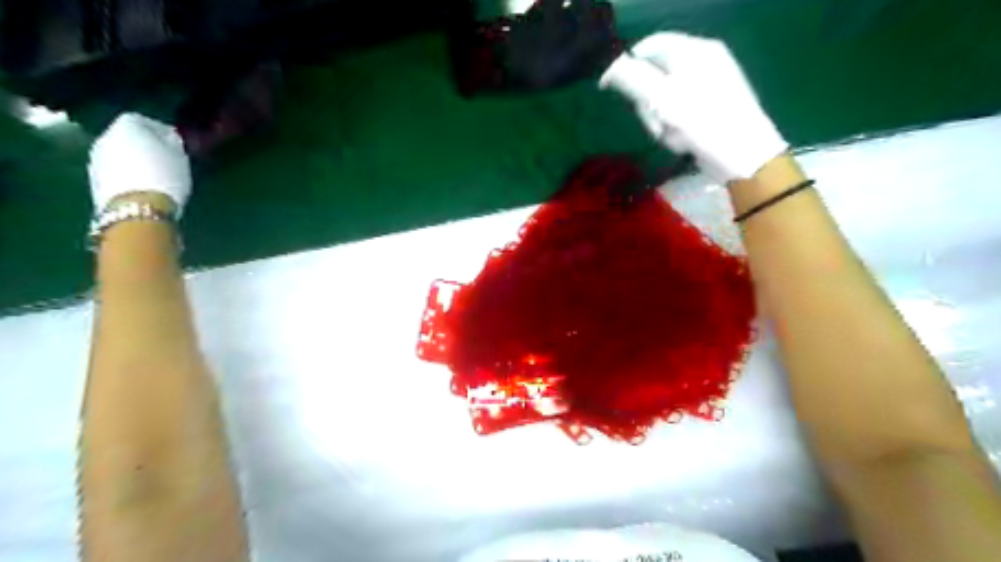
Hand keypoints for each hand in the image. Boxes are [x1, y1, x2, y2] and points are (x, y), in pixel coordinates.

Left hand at [87, 113, 189, 215]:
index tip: (174, 142)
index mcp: (126, 126)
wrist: (137, 207)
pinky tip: (142, 187)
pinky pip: (115, 171)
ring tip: (155, 176)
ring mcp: (95, 159)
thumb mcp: (180, 157)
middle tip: (164, 159)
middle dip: (144, 145)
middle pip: (126, 136)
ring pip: (118, 154)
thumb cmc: (165, 176)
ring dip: (133, 161)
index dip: (158, 129)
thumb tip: (168, 138)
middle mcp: (105, 137)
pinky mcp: (94, 180)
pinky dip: (127, 175)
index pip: (141, 119)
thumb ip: (172, 143)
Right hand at [601, 31, 789, 183]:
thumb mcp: (661, 98)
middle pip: (655, 75)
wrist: (745, 155)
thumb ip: (631, 78)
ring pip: (665, 97)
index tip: (609, 89)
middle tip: (655, 124)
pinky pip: (680, 111)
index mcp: (693, 50)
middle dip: (648, 104)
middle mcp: (703, 61)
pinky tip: (683, 141)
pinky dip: (675, 127)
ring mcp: (710, 84)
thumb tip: (608, 68)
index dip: (626, 66)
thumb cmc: (702, 122)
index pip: (648, 46)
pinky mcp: (712, 106)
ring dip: (660, 120)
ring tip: (672, 137)